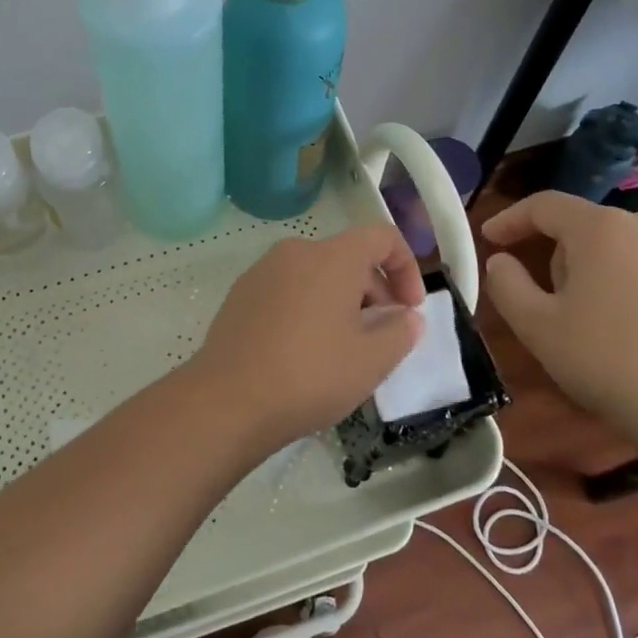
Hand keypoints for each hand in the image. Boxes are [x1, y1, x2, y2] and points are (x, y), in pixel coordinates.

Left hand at [187, 225, 424, 451]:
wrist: (227, 400)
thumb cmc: (309, 374)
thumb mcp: (371, 360)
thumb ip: (401, 332)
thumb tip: (406, 317)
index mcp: (332, 257)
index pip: (382, 237)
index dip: (406, 267)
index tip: (410, 309)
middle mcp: (296, 252)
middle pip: (348, 257)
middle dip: (374, 291)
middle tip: (381, 337)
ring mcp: (263, 271)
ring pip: (317, 274)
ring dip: (341, 302)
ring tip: (343, 349)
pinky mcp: (241, 294)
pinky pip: (288, 289)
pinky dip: (308, 308)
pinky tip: (304, 352)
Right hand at [481, 191, 637, 438]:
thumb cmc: (610, 362)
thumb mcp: (537, 327)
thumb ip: (506, 285)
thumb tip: (502, 262)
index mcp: (600, 229)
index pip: (544, 205)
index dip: (511, 219)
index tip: (489, 238)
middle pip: (586, 226)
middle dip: (558, 253)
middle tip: (546, 298)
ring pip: (623, 248)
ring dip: (597, 270)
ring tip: (592, 318)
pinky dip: (634, 286)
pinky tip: (636, 331)